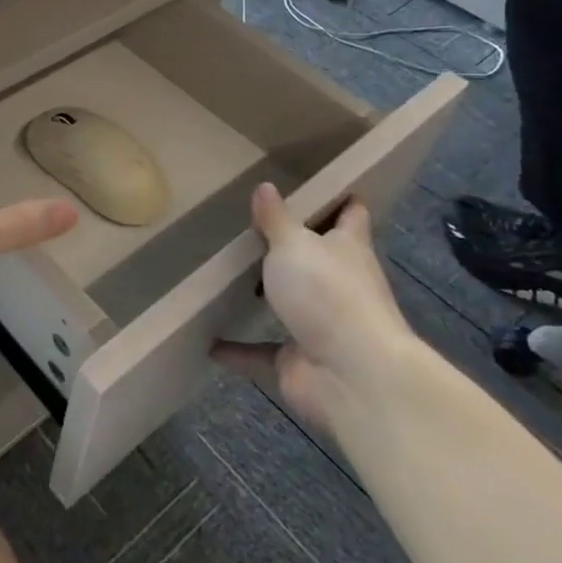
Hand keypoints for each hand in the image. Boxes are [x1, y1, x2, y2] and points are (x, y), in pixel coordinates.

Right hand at [212, 188, 419, 431]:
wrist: (353, 376)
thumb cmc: (328, 293)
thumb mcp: (293, 244)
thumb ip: (276, 218)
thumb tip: (266, 186)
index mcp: (348, 249)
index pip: (351, 217)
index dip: (341, 201)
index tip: (324, 186)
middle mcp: (340, 285)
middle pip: (319, 260)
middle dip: (295, 249)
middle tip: (254, 228)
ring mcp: (322, 326)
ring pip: (292, 305)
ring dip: (268, 297)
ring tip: (229, 279)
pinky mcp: (300, 362)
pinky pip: (261, 352)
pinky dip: (238, 350)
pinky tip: (209, 343)